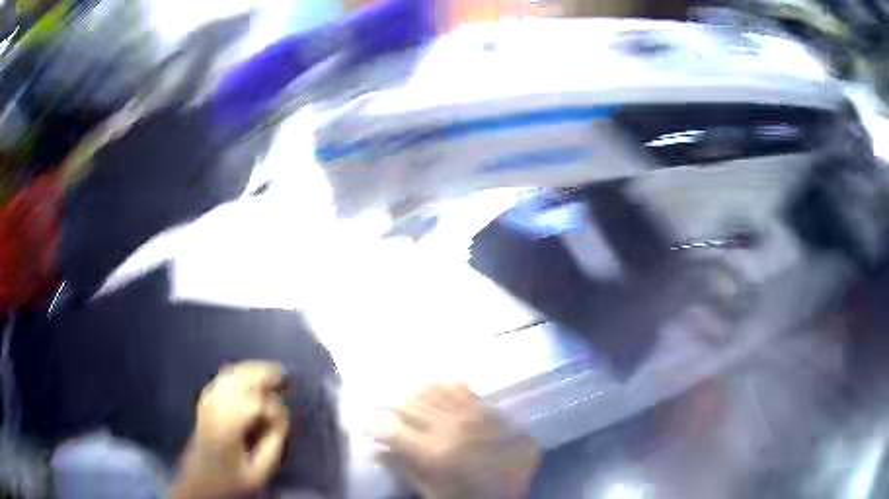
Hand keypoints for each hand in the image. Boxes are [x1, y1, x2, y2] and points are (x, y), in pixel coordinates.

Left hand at [170, 361, 289, 498]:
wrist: (199, 478)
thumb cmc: (230, 478)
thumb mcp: (258, 472)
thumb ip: (272, 445)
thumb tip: (283, 417)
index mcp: (226, 427)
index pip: (254, 403)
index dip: (273, 407)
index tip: (283, 419)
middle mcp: (214, 407)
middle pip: (240, 379)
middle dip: (263, 375)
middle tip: (284, 376)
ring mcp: (207, 401)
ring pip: (231, 374)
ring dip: (252, 370)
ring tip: (272, 372)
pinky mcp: (205, 399)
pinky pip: (223, 377)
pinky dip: (239, 372)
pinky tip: (250, 375)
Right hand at [375, 383, 541, 498]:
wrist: (518, 490)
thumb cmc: (469, 496)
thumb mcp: (433, 492)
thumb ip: (404, 469)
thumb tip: (375, 451)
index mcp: (433, 453)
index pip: (392, 430)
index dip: (374, 424)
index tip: (366, 421)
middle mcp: (450, 429)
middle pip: (410, 405)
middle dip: (391, 403)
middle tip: (380, 401)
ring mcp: (471, 416)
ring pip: (434, 391)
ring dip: (414, 389)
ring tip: (402, 390)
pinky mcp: (488, 410)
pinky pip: (463, 389)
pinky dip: (444, 384)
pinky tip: (435, 383)